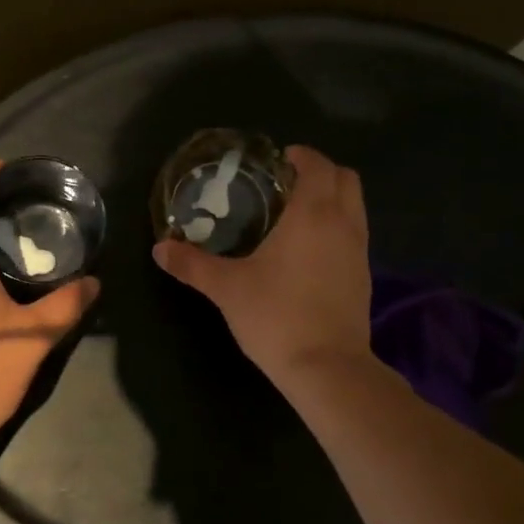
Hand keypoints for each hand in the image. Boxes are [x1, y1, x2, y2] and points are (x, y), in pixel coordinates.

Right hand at [152, 145, 371, 382]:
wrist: (326, 367)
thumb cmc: (276, 316)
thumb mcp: (226, 288)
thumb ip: (192, 264)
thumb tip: (159, 248)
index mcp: (312, 214)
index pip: (317, 166)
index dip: (301, 156)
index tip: (279, 160)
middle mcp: (343, 223)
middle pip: (346, 178)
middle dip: (321, 171)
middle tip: (288, 182)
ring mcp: (359, 250)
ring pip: (355, 205)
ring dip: (333, 197)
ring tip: (298, 212)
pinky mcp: (364, 276)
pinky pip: (355, 233)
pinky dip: (338, 225)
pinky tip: (310, 249)